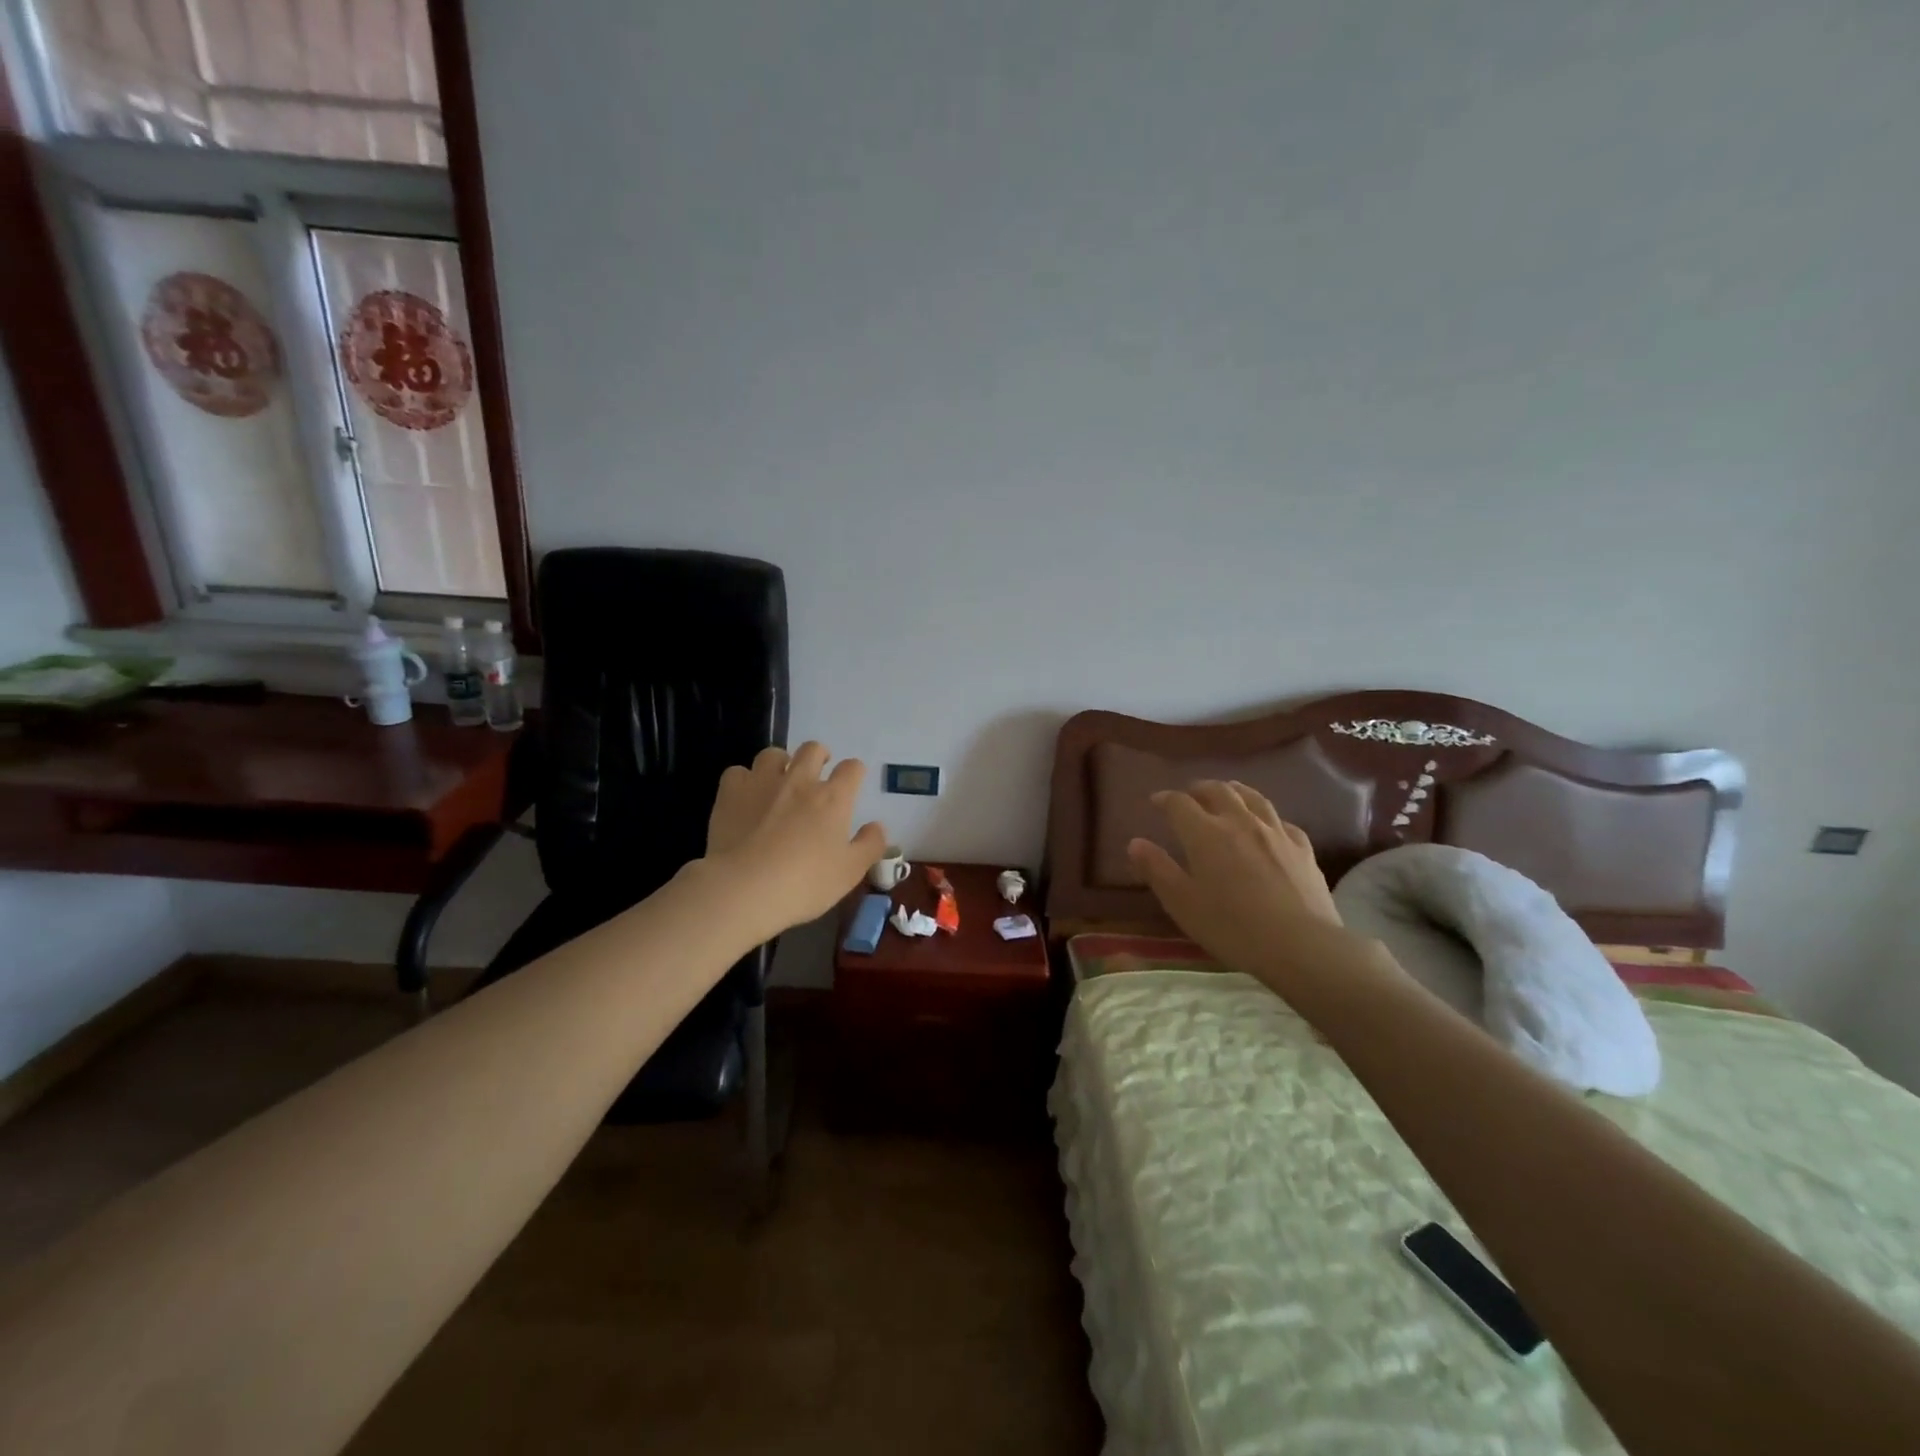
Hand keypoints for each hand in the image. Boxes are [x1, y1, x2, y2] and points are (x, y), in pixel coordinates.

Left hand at [704, 743, 887, 938]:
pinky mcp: (731, 793)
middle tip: (817, 773)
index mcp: (833, 798)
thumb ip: (870, 845)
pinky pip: (738, 772)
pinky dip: (744, 780)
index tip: (852, 783)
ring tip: (778, 780)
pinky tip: (745, 797)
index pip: (852, 768)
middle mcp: (799, 780)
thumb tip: (878, 825)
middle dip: (819, 756)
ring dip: (780, 763)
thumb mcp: (850, 872)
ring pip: (773, 754)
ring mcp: (762, 783)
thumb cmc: (805, 883)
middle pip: (813, 749)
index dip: (854, 772)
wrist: (744, 888)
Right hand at [1127, 780, 1349, 984]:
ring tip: (1227, 793)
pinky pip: (1282, 822)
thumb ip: (1157, 869)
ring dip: (1234, 791)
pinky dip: (1267, 817)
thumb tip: (1135, 842)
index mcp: (1205, 834)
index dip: (1165, 799)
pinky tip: (1267, 826)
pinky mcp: (1302, 848)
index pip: (1179, 803)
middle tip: (1190, 795)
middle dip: (1200, 789)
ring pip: (1253, 798)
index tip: (1156, 801)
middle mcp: (1240, 822)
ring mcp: (1275, 832)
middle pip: (1218, 791)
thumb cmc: (1231, 927)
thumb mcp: (1182, 903)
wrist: (1300, 945)